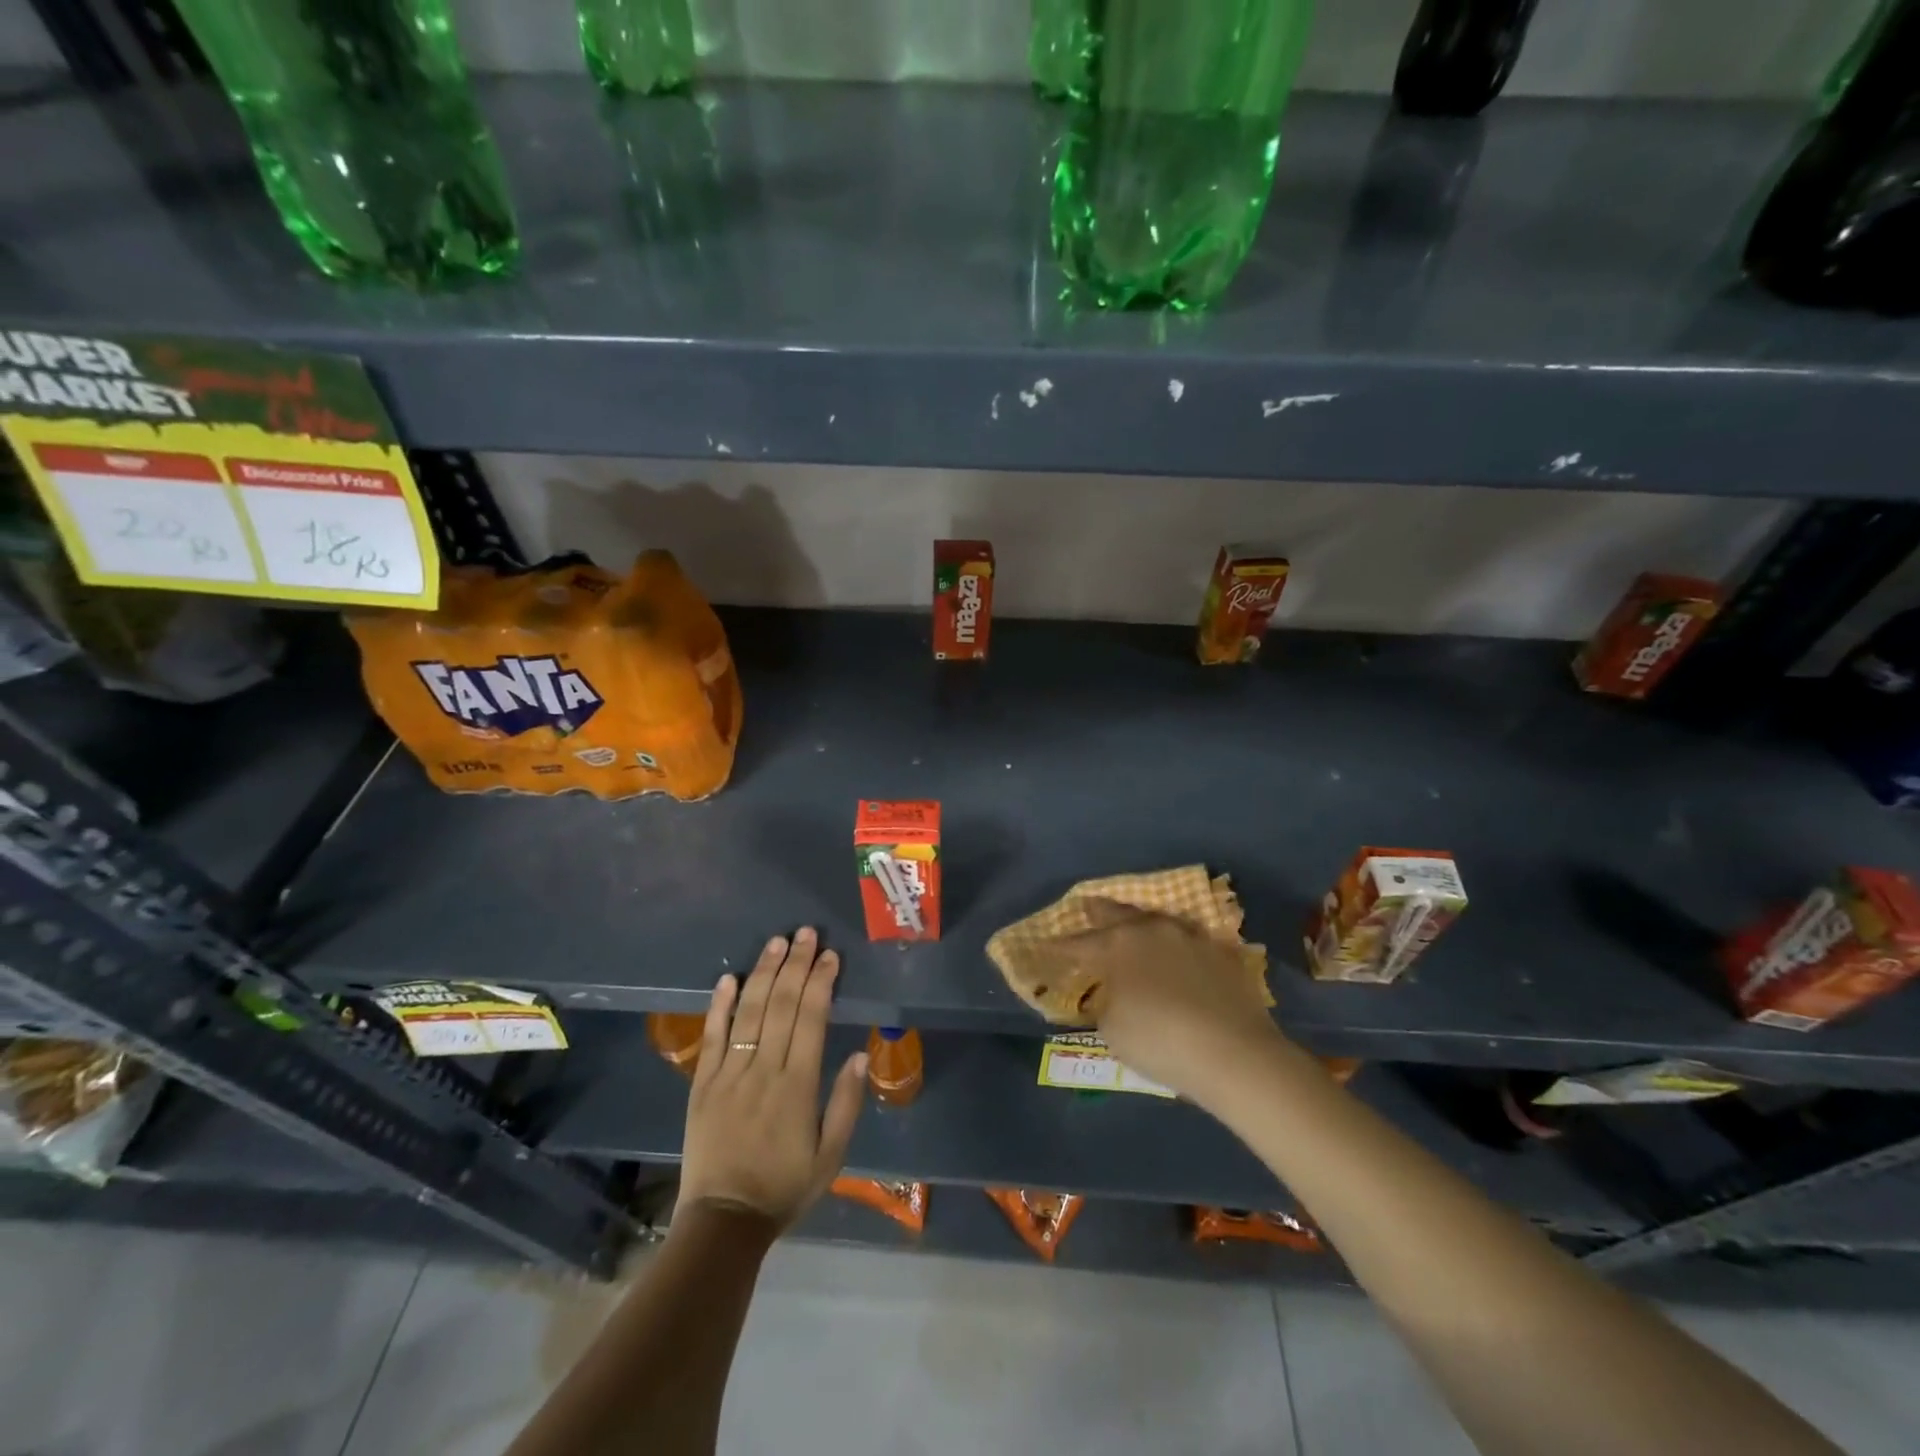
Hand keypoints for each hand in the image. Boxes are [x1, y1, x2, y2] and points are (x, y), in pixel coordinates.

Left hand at [678, 928, 867, 1228]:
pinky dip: (719, 1005)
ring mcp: (729, 1074)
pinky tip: (730, 977)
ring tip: (777, 942)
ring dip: (764, 973)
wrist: (724, 1221)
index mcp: (798, 1086)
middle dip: (797, 965)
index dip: (822, 983)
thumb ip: (845, 1103)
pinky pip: (712, 1037)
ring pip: (748, 1012)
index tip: (831, 956)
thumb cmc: (784, 1188)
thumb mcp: (831, 1156)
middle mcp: (764, 1070)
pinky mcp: (702, 1084)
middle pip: (782, 1006)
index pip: (812, 1020)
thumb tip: (858, 1054)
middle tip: (807, 933)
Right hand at [1063, 900, 1287, 1104]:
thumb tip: (1112, 994)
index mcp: (1118, 945)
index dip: (1060, 946)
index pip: (1079, 943)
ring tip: (1131, 922)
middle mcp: (1151, 930)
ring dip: (1139, 921)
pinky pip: (1190, 938)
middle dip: (1098, 912)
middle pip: (1118, 914)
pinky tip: (1176, 948)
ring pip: (1156, 919)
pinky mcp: (1222, 953)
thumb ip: (1106, 1003)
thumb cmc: (1160, 1041)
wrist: (1234, 1053)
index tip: (1045, 945)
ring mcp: (1190, 937)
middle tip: (1086, 905)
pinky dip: (1176, 942)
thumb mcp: (1113, 1030)